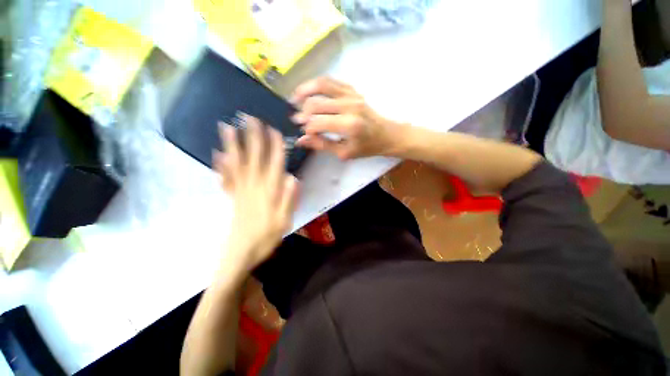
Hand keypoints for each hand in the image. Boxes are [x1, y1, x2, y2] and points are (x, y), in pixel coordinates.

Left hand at [213, 115, 298, 271]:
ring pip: (236, 164)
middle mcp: (253, 187)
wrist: (240, 256)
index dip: (274, 147)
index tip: (273, 130)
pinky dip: (221, 166)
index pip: (273, 165)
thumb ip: (288, 200)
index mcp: (268, 192)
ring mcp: (240, 191)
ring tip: (227, 127)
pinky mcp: (232, 198)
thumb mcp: (284, 222)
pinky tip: (217, 155)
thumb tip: (293, 178)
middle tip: (249, 118)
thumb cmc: (265, 239)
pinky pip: (225, 179)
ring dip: (232, 145)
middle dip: (252, 137)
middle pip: (253, 158)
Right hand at [291, 77, 401, 159]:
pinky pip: (331, 81)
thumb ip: (322, 145)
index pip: (318, 123)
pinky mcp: (353, 90)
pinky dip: (317, 84)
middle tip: (296, 120)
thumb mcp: (345, 152)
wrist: (387, 134)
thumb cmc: (367, 147)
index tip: (303, 134)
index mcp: (349, 125)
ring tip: (294, 98)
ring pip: (321, 85)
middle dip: (303, 113)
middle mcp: (349, 106)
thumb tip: (301, 140)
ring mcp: (352, 95)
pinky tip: (310, 91)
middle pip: (316, 103)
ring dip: (304, 90)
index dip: (307, 129)